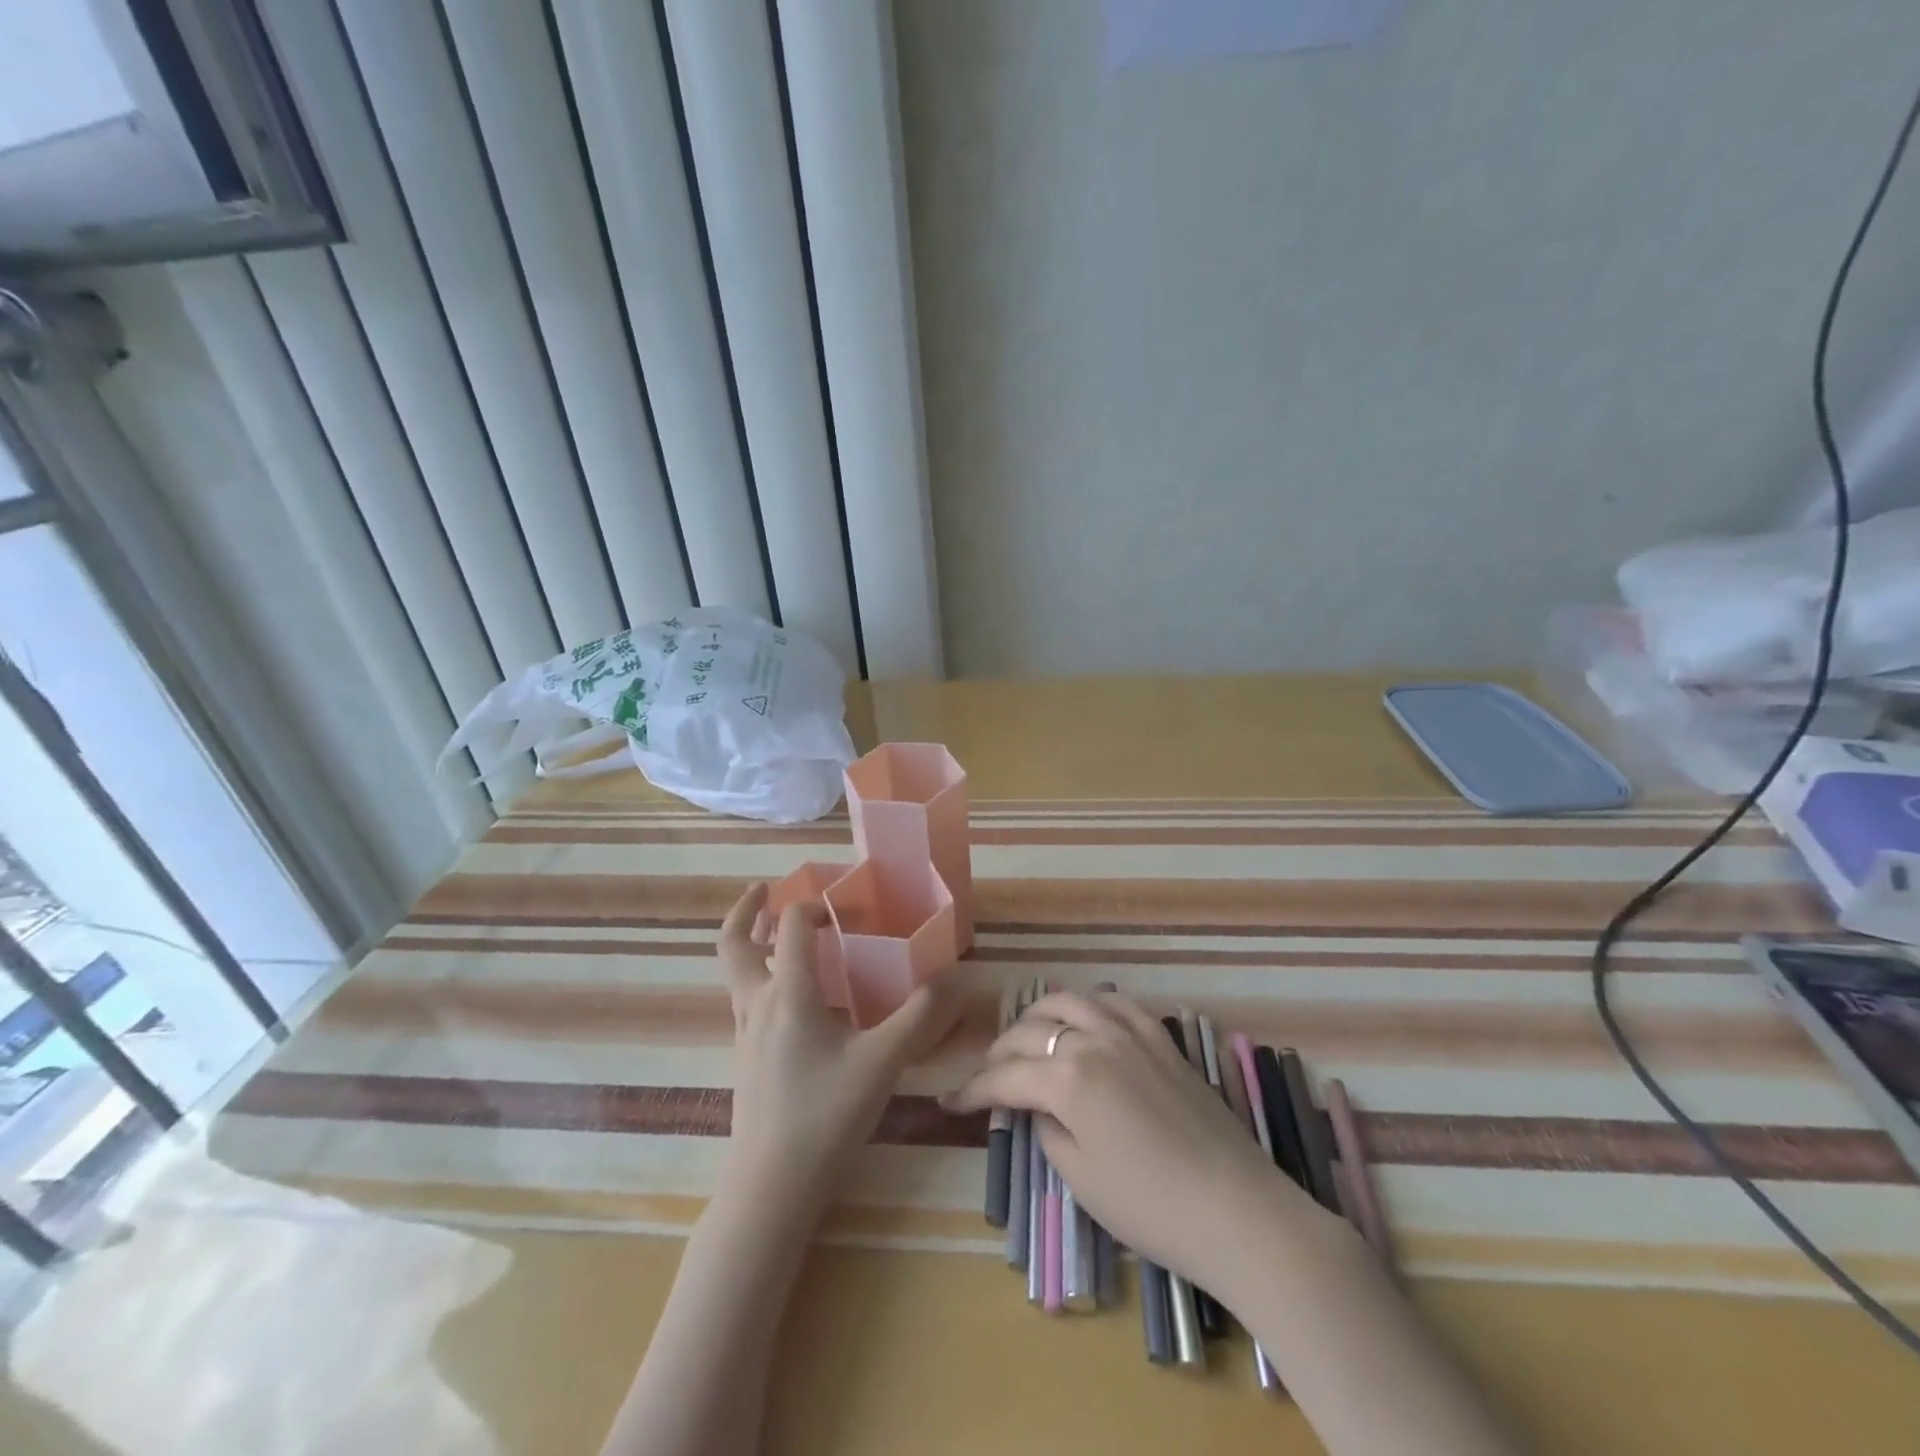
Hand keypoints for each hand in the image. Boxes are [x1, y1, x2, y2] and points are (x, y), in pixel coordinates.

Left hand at [717, 883, 961, 1211]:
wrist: (770, 1187)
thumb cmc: (825, 1115)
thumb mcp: (883, 1063)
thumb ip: (920, 1018)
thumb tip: (954, 979)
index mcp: (788, 993)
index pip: (790, 926)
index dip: (812, 905)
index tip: (841, 905)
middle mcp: (758, 1004)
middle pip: (734, 944)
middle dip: (746, 911)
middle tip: (765, 889)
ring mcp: (745, 1033)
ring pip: (737, 974)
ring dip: (752, 944)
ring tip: (778, 934)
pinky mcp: (746, 1059)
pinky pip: (746, 1001)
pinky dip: (762, 978)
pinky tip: (795, 1000)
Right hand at [942, 990, 1328, 1292]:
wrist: (1237, 1210)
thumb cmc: (1151, 1206)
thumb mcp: (1081, 1179)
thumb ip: (1048, 1131)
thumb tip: (1037, 1108)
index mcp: (1069, 1078)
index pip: (1006, 1076)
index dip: (975, 1089)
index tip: (950, 1101)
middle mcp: (1095, 1040)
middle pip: (1032, 1031)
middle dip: (1000, 1052)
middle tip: (988, 1075)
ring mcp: (1132, 1033)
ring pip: (1072, 1000)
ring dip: (1040, 1014)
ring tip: (1028, 1034)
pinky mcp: (1162, 1039)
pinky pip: (1117, 1002)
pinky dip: (1090, 1003)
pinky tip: (1084, 1017)